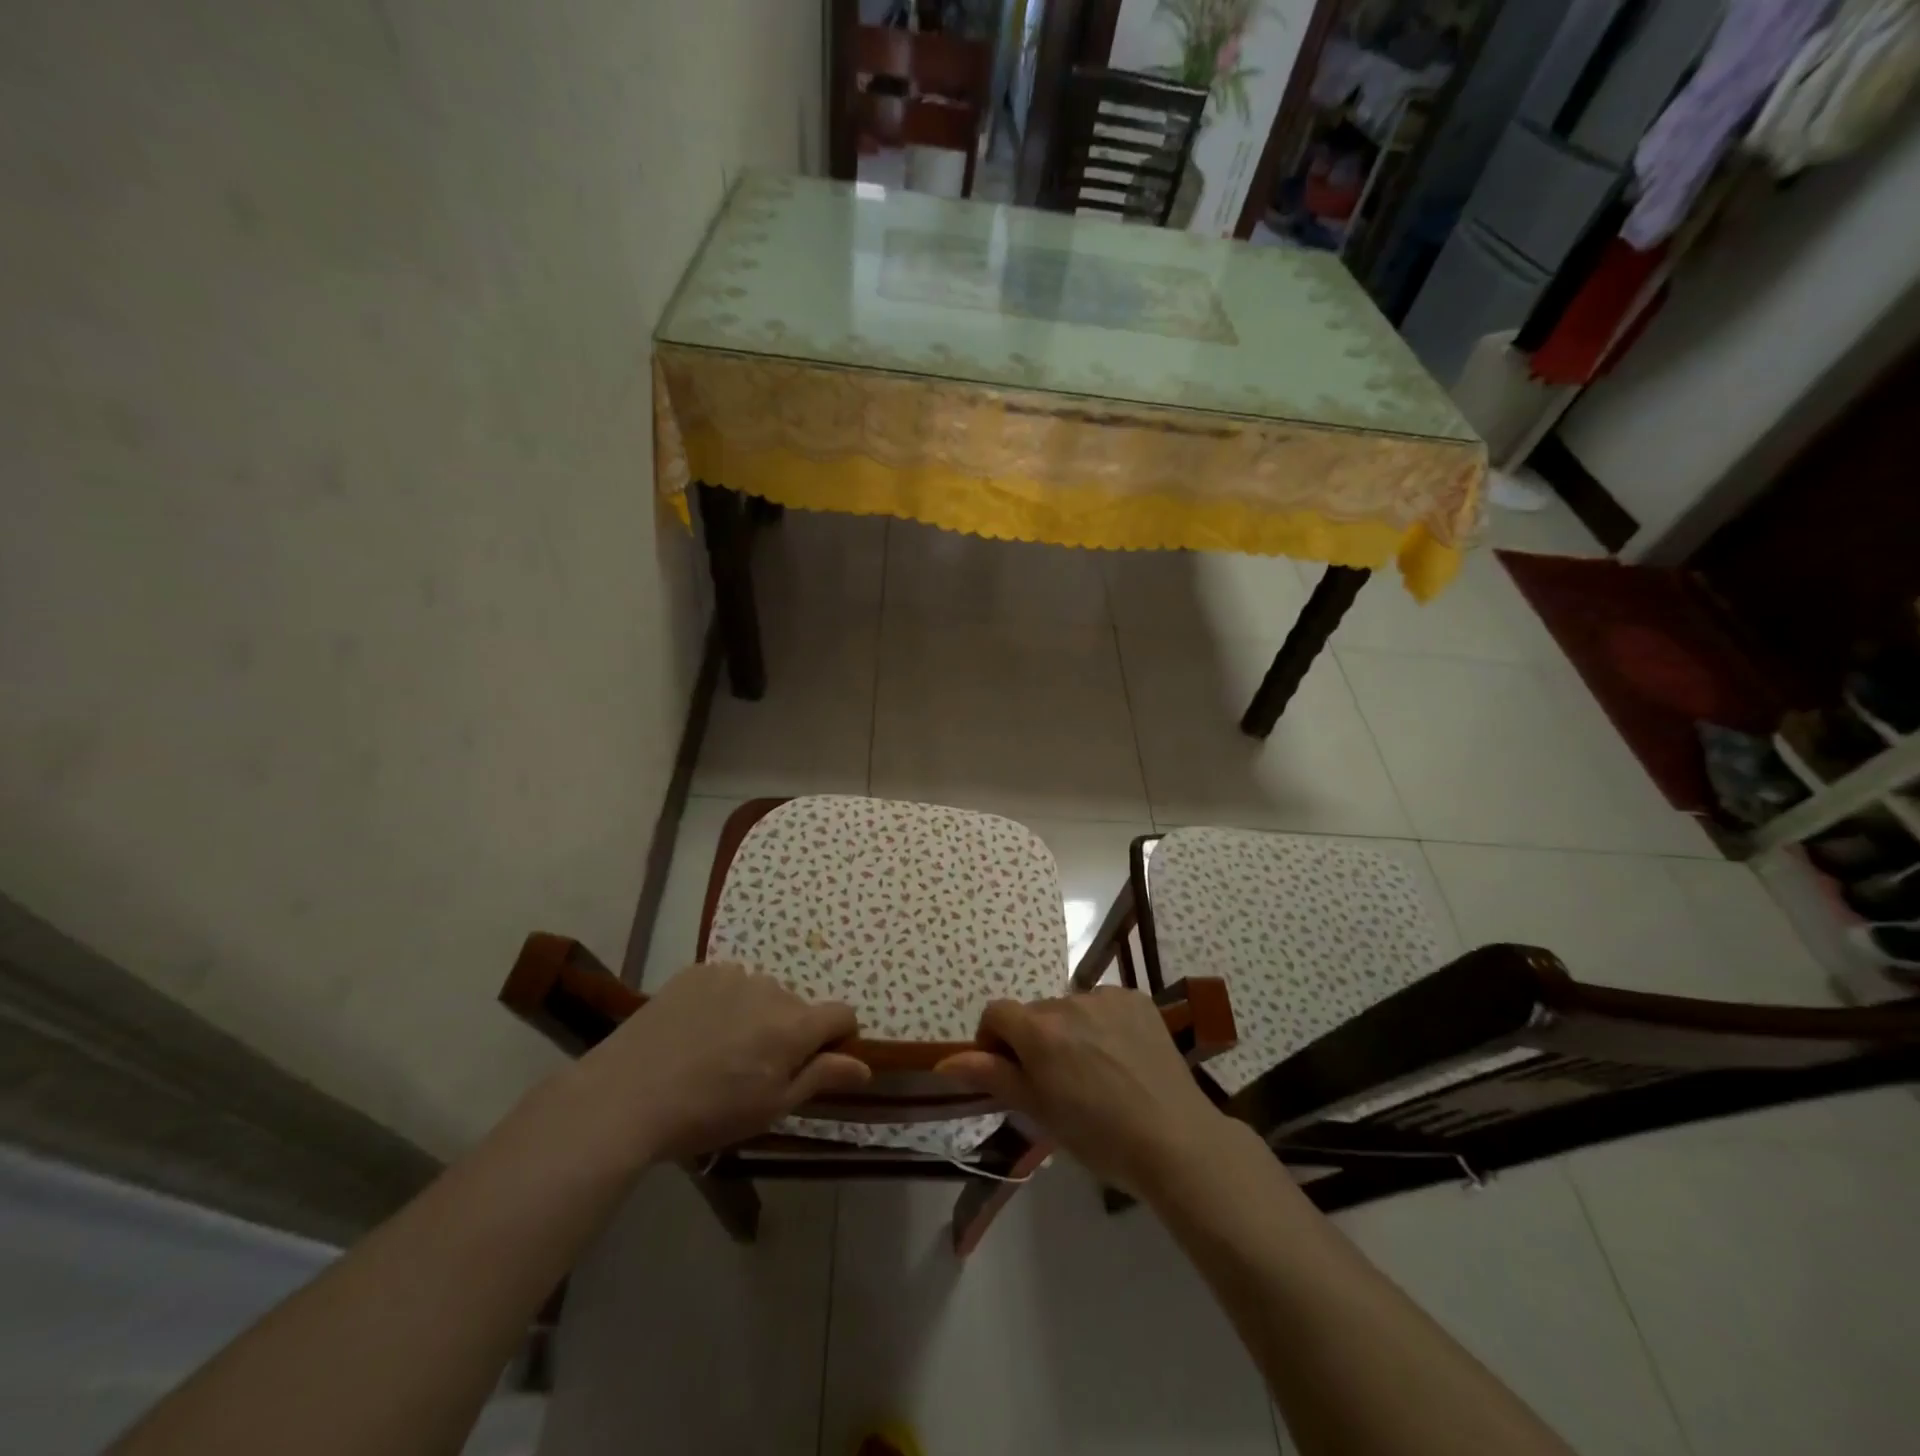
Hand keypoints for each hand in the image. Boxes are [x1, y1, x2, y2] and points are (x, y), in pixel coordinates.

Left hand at [570, 962, 870, 1161]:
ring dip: (755, 1015)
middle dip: (789, 1032)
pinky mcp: (697, 972)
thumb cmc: (707, 1113)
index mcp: (794, 1025)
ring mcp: (731, 975)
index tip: (821, 1061)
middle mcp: (770, 989)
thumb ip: (821, 1077)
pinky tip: (695, 1032)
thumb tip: (865, 1065)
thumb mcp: (771, 1107)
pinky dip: (724, 1002)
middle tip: (754, 1069)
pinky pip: (727, 982)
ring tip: (719, 1050)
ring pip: (761, 993)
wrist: (625, 1097)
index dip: (840, 1037)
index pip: (842, 1014)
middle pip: (797, 1007)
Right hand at [936, 989, 1229, 1197]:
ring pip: (1070, 1009)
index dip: (994, 1040)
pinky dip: (1102, 1024)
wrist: (1175, 1139)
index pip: (996, 1013)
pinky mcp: (1136, 999)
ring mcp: (1106, 998)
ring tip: (1095, 1073)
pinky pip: (1104, 1005)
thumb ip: (992, 1076)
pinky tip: (1121, 1058)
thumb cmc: (1099, 1137)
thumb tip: (945, 1061)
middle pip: (1035, 1014)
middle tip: (1057, 1082)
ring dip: (1070, 1031)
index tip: (1009, 1071)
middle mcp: (1068, 1003)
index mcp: (1039, 1031)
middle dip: (1035, 1040)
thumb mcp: (1039, 1112)